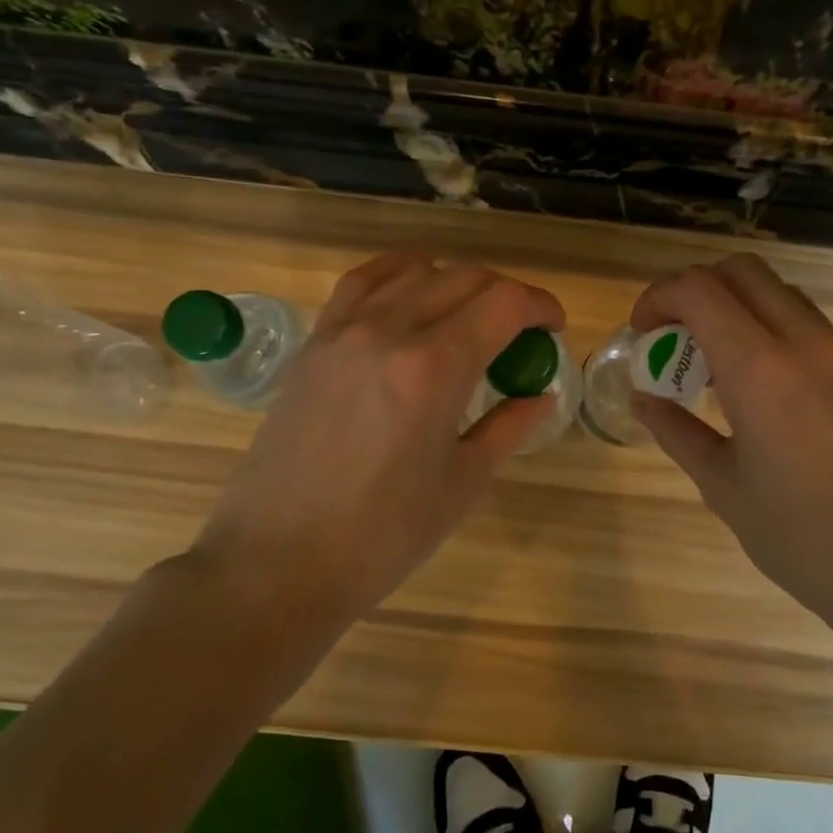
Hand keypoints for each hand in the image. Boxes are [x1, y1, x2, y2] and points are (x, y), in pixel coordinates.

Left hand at [193, 253, 564, 628]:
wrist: (278, 562)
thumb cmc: (383, 535)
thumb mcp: (463, 483)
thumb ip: (509, 427)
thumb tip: (540, 395)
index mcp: (435, 368)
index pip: (504, 302)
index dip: (541, 306)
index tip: (554, 329)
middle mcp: (389, 331)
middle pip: (465, 278)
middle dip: (507, 296)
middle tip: (521, 333)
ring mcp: (343, 331)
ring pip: (415, 270)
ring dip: (457, 282)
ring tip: (470, 316)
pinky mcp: (314, 343)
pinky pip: (362, 282)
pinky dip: (399, 274)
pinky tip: (413, 293)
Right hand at [630, 254, 832, 632]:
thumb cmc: (801, 538)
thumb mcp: (723, 487)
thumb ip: (677, 431)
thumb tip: (644, 397)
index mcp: (761, 370)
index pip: (700, 290)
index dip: (659, 297)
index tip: (642, 333)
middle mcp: (805, 345)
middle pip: (743, 271)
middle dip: (696, 289)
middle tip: (674, 336)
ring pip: (780, 294)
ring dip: (736, 307)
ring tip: (714, 364)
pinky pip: (808, 326)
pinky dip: (770, 331)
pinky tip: (760, 388)